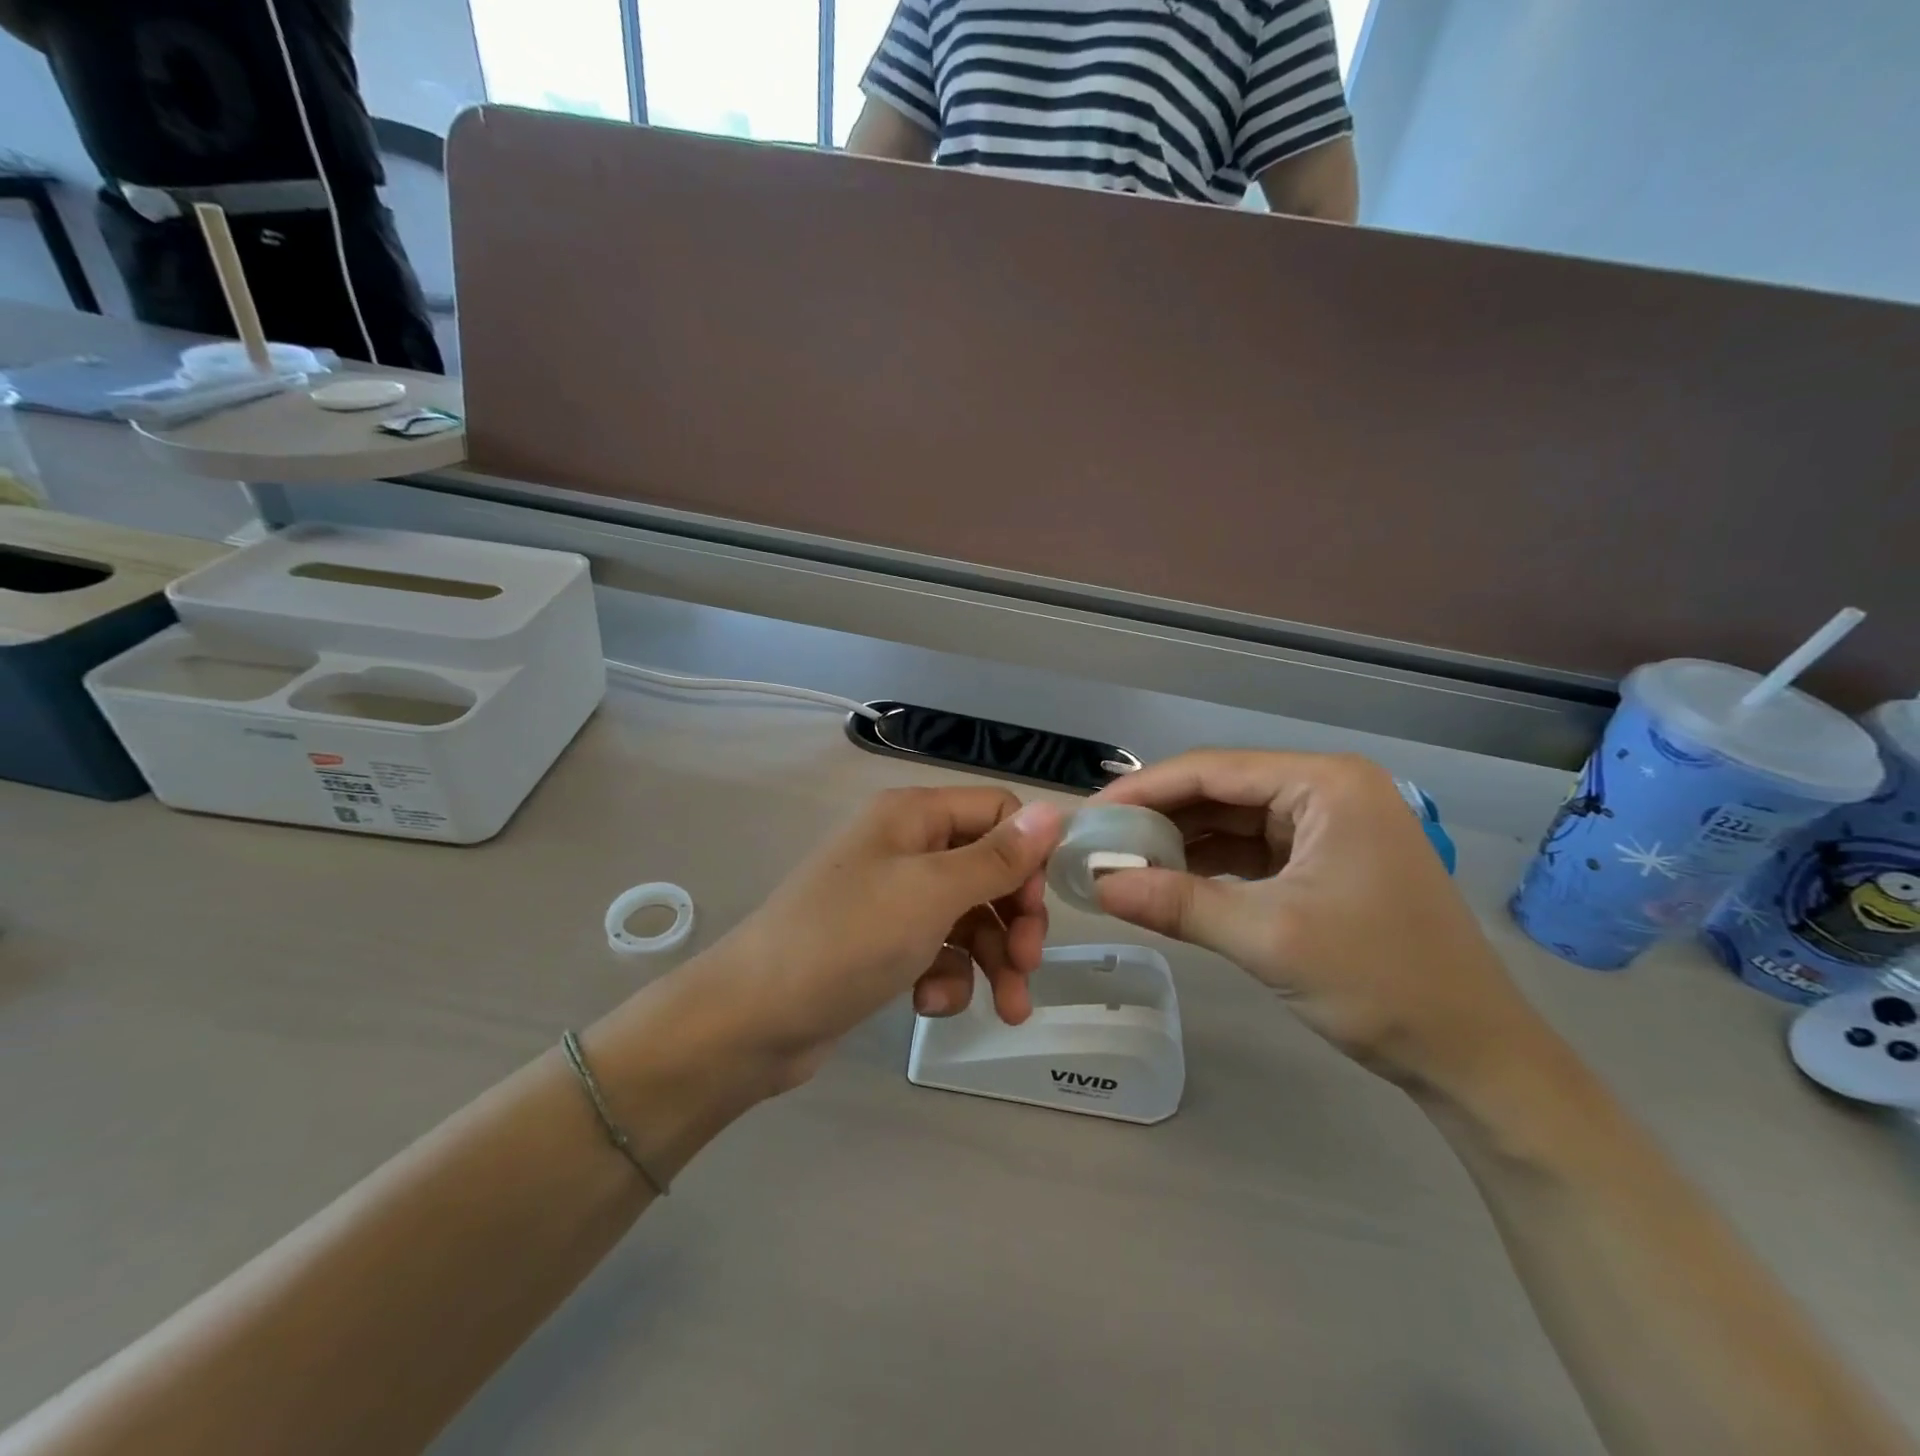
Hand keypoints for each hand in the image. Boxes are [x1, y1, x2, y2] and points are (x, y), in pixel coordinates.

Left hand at [685, 787, 1065, 1081]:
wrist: (753, 1019)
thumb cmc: (848, 939)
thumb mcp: (932, 893)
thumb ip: (997, 857)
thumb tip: (1057, 811)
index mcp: (913, 815)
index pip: (998, 812)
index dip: (1027, 857)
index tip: (1037, 908)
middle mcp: (905, 846)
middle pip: (987, 869)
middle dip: (1014, 920)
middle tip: (1026, 966)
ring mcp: (891, 897)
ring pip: (968, 917)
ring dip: (991, 960)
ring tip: (1006, 1009)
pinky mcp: (882, 943)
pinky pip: (937, 950)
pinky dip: (946, 977)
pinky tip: (931, 1004)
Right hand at [1090, 750, 1550, 1090]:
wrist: (1474, 1056)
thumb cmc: (1380, 982)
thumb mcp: (1268, 937)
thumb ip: (1177, 904)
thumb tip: (1096, 885)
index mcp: (1325, 784)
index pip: (1211, 770)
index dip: (1142, 791)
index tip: (1088, 818)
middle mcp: (1327, 790)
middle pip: (1220, 791)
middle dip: (1158, 818)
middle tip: (1097, 844)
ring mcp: (1328, 826)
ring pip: (1232, 821)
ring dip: (1179, 843)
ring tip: (1121, 863)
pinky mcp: (1324, 863)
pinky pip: (1251, 851)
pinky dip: (1208, 866)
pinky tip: (1168, 881)